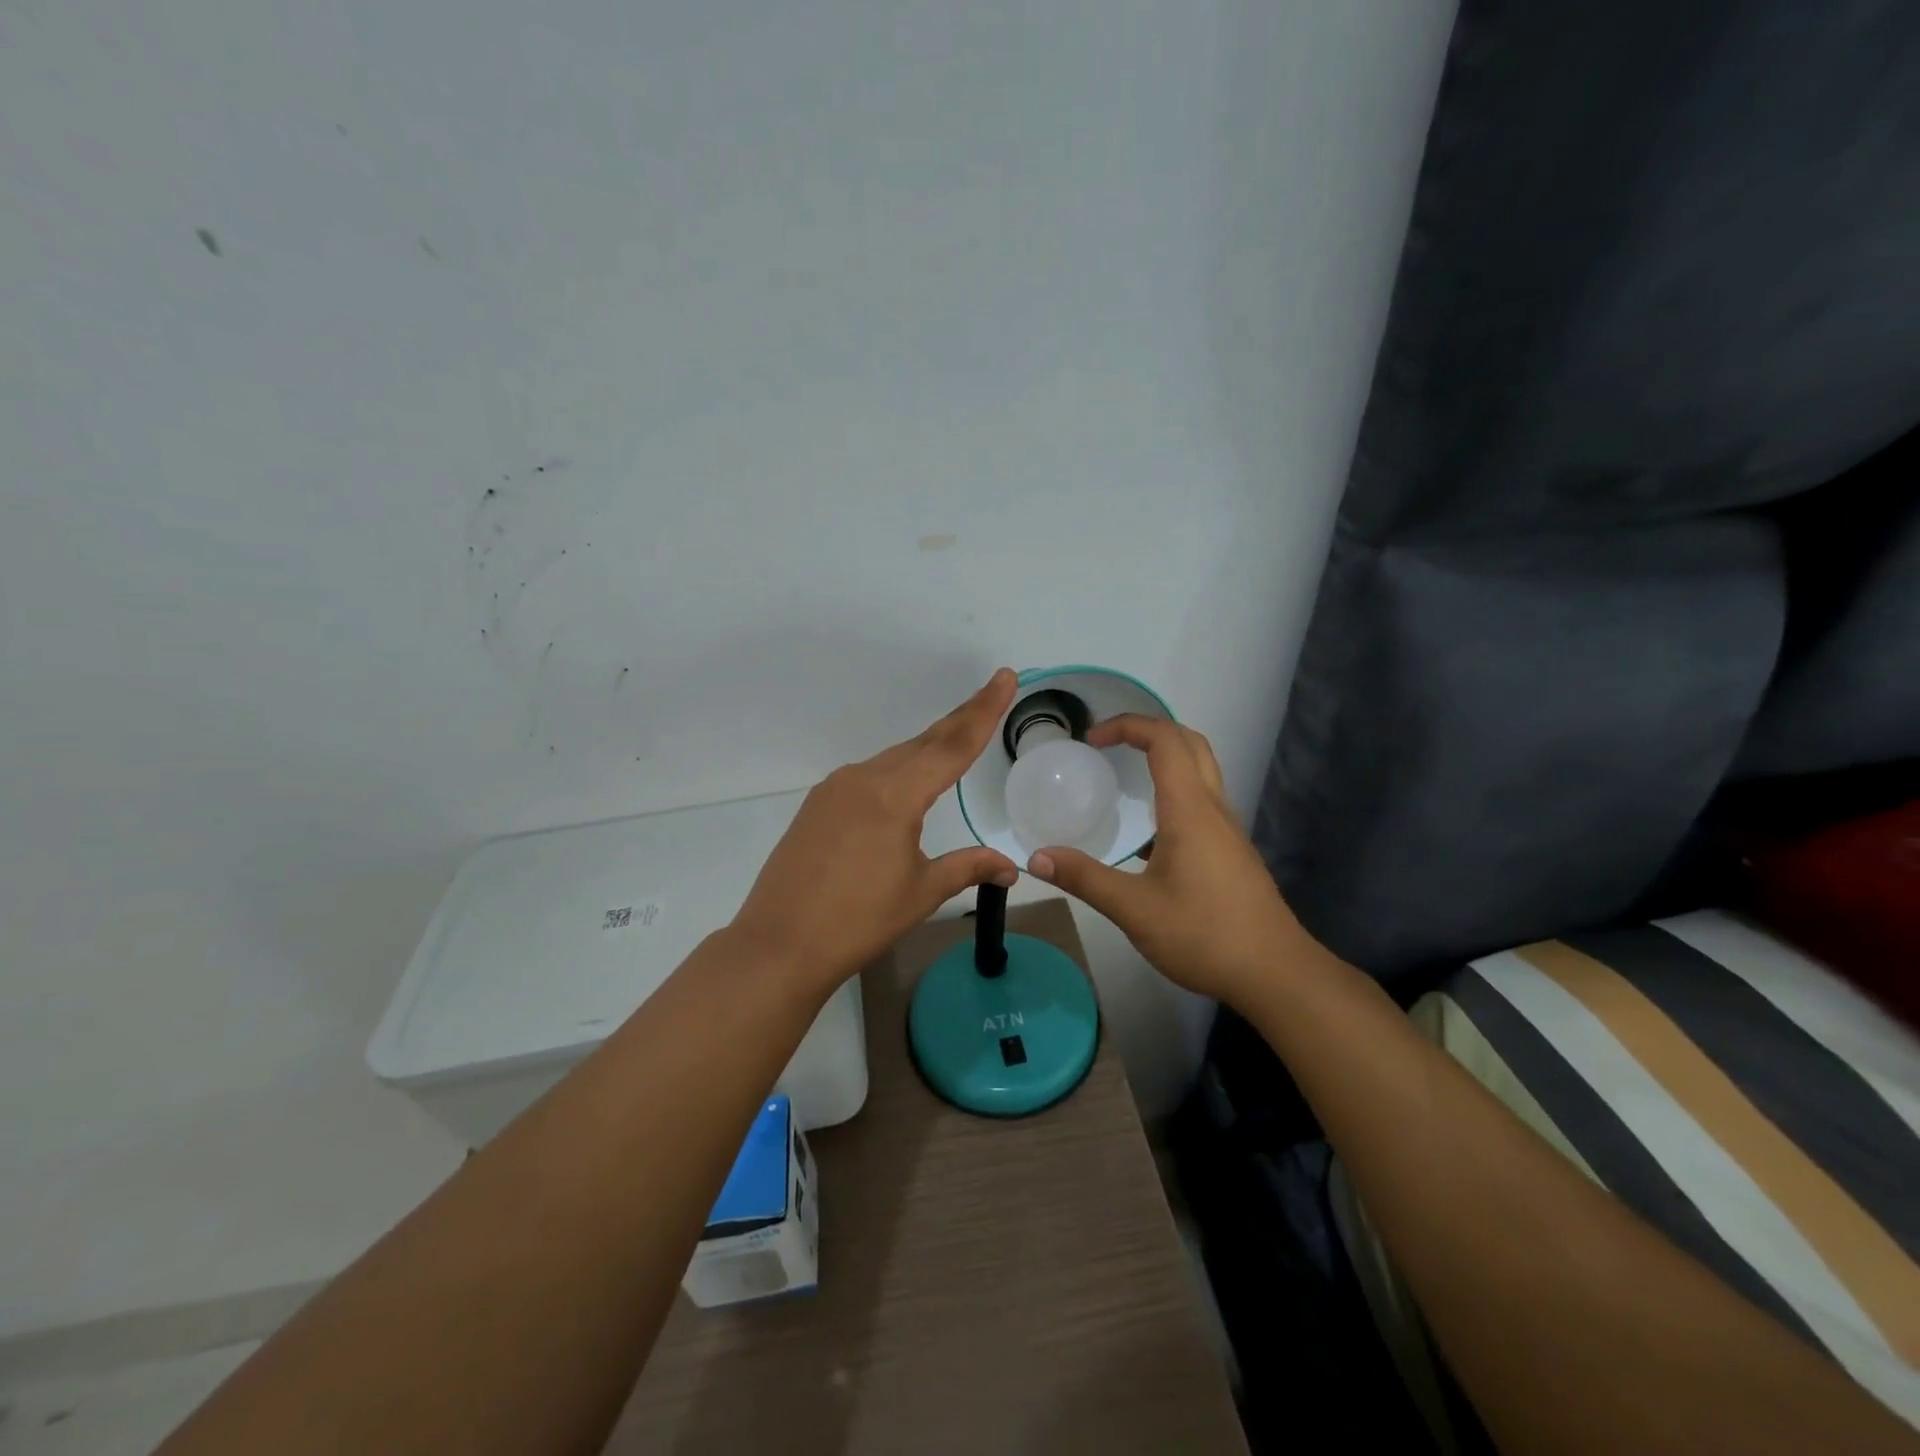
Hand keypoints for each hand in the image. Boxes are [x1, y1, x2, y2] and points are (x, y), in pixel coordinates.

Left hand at [731, 669, 1021, 996]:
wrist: (779, 945)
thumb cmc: (858, 921)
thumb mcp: (921, 893)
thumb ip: (968, 868)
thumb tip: (1011, 869)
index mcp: (895, 795)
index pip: (952, 745)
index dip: (984, 711)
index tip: (1004, 678)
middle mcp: (864, 778)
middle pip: (924, 743)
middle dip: (961, 718)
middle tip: (992, 692)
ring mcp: (836, 789)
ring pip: (894, 759)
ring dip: (929, 748)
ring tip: (958, 738)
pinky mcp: (818, 804)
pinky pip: (869, 776)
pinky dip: (898, 771)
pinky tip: (906, 783)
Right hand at [1027, 716, 1310, 1006]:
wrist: (1275, 974)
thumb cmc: (1205, 935)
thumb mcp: (1135, 910)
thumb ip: (1085, 879)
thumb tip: (1036, 858)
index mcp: (1190, 810)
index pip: (1165, 740)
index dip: (1127, 726)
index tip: (1092, 739)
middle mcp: (1213, 809)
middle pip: (1190, 743)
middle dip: (1148, 730)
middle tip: (1108, 744)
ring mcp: (1227, 830)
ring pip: (1201, 771)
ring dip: (1164, 758)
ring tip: (1123, 777)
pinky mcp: (1231, 852)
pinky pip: (1202, 800)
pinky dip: (1173, 790)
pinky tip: (1148, 831)